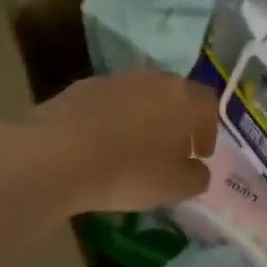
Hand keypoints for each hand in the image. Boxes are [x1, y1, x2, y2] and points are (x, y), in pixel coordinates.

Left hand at [30, 70, 219, 214]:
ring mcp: (114, 79)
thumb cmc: (127, 172)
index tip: (200, 154)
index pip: (208, 104)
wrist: (57, 155)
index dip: (209, 130)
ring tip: (135, 149)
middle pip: (174, 95)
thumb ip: (196, 177)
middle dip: (177, 121)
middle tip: (172, 150)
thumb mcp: (173, 187)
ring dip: (144, 118)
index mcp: (182, 98)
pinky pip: (109, 103)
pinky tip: (103, 145)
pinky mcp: (81, 87)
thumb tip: (198, 170)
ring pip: (140, 96)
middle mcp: (152, 79)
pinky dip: (113, 120)